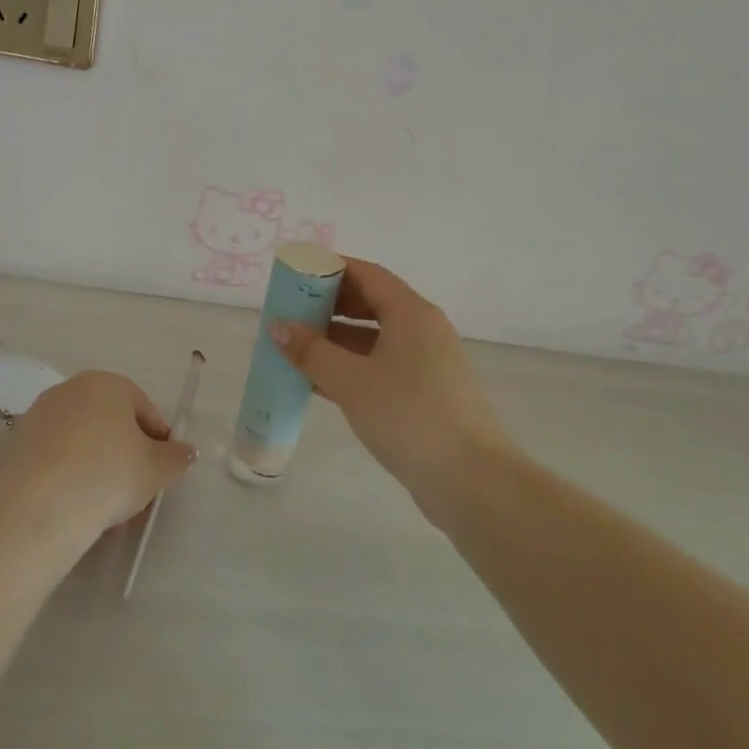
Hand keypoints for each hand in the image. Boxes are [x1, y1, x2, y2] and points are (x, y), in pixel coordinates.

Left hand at [0, 371, 194, 540]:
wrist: (38, 508)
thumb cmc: (108, 475)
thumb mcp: (156, 470)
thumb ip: (176, 457)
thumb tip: (184, 452)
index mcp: (106, 384)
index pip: (144, 408)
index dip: (159, 440)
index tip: (163, 469)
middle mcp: (69, 390)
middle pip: (110, 422)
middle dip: (126, 454)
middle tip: (137, 490)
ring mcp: (39, 415)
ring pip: (82, 441)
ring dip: (98, 466)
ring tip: (108, 506)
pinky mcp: (16, 445)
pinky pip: (56, 457)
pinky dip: (70, 475)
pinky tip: (77, 506)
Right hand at [272, 258, 512, 505]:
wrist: (469, 479)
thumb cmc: (408, 416)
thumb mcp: (351, 381)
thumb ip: (311, 352)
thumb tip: (278, 327)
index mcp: (411, 313)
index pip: (367, 274)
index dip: (331, 269)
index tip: (296, 275)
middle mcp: (422, 329)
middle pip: (371, 303)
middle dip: (329, 306)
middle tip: (290, 313)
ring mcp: (426, 363)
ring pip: (374, 338)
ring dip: (336, 341)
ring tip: (295, 348)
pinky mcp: (425, 393)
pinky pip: (381, 366)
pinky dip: (351, 367)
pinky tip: (318, 382)